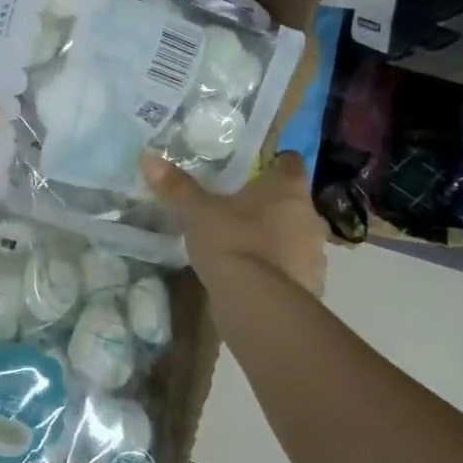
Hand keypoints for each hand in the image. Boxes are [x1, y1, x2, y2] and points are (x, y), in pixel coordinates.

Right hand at [141, 150, 327, 296]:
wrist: (258, 304)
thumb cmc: (233, 243)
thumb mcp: (197, 212)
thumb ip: (176, 186)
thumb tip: (148, 157)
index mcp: (288, 191)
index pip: (291, 163)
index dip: (275, 162)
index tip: (256, 168)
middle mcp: (309, 218)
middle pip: (292, 202)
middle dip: (270, 204)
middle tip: (238, 207)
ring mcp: (314, 255)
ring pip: (294, 236)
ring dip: (274, 238)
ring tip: (242, 243)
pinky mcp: (309, 286)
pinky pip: (290, 268)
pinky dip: (275, 268)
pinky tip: (250, 275)